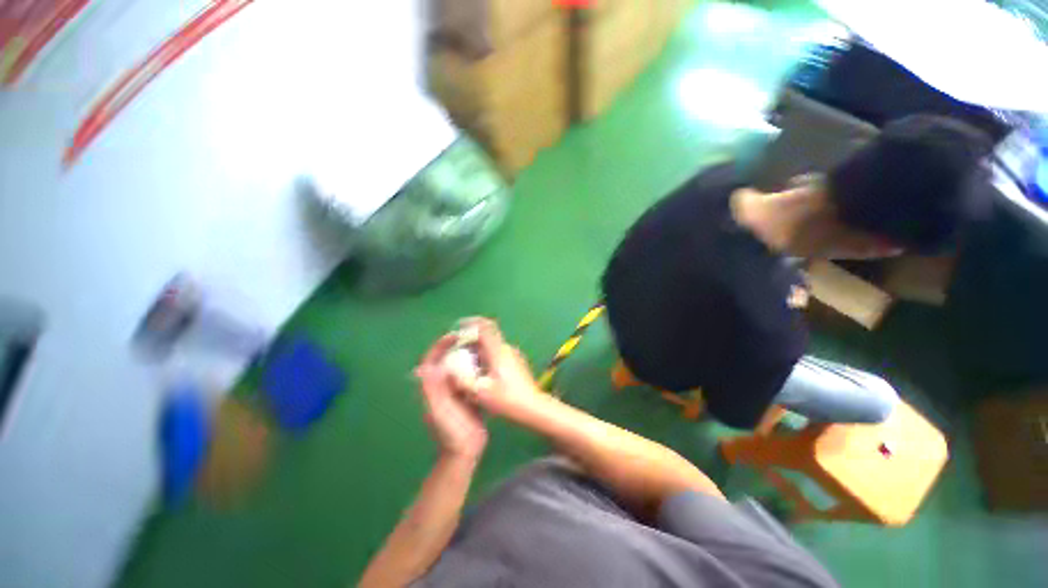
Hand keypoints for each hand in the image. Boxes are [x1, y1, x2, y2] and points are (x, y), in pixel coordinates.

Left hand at [416, 335, 488, 461]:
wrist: (465, 451)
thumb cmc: (450, 431)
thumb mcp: (439, 411)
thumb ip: (432, 390)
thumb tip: (429, 365)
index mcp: (432, 388)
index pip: (431, 360)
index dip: (440, 346)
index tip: (454, 335)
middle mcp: (441, 387)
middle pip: (446, 360)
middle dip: (456, 347)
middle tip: (471, 337)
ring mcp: (455, 392)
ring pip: (459, 367)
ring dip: (468, 355)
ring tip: (480, 346)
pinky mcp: (467, 396)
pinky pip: (470, 376)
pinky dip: (477, 368)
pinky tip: (488, 363)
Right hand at [457, 318, 546, 421]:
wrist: (533, 407)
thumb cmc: (507, 400)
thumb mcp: (480, 392)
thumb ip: (462, 380)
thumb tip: (448, 369)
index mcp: (498, 351)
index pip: (485, 327)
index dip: (471, 322)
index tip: (459, 325)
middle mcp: (506, 349)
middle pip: (487, 336)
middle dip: (471, 340)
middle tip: (457, 351)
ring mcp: (514, 355)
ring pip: (492, 346)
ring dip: (478, 350)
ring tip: (466, 365)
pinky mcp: (517, 362)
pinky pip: (498, 354)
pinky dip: (487, 358)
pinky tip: (481, 374)